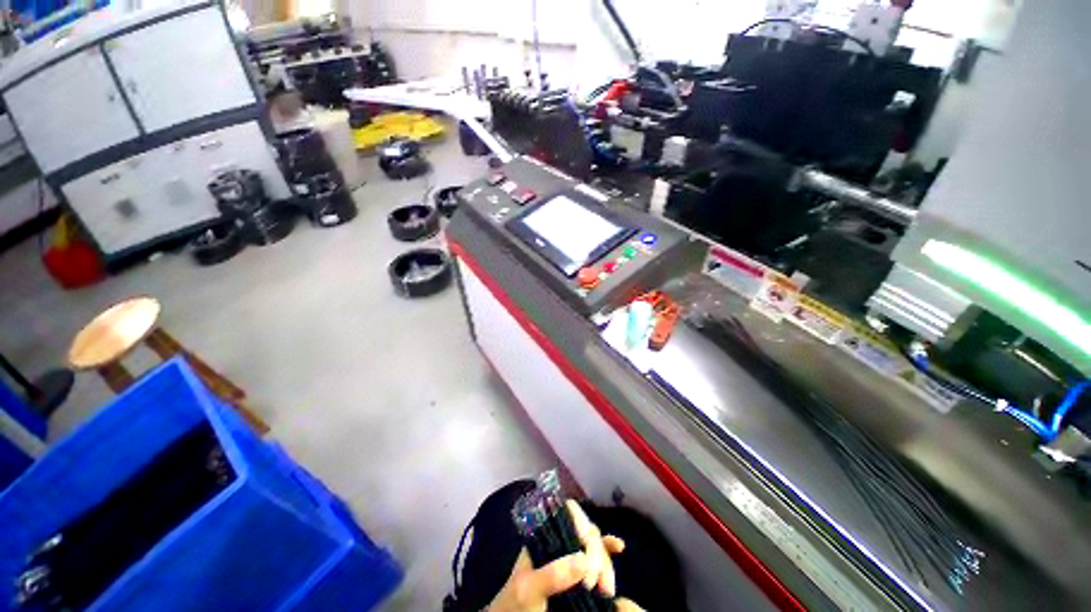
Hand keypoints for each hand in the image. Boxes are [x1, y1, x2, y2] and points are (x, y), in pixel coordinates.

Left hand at [488, 500, 634, 610]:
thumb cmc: (514, 606)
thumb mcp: (528, 590)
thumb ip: (552, 574)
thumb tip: (584, 559)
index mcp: (544, 537)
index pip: (567, 514)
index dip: (581, 523)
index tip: (587, 548)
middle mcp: (560, 542)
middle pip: (587, 532)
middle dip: (596, 554)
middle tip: (595, 585)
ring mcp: (571, 558)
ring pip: (596, 547)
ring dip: (605, 563)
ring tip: (606, 590)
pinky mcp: (580, 576)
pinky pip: (599, 558)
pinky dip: (609, 552)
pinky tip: (620, 548)